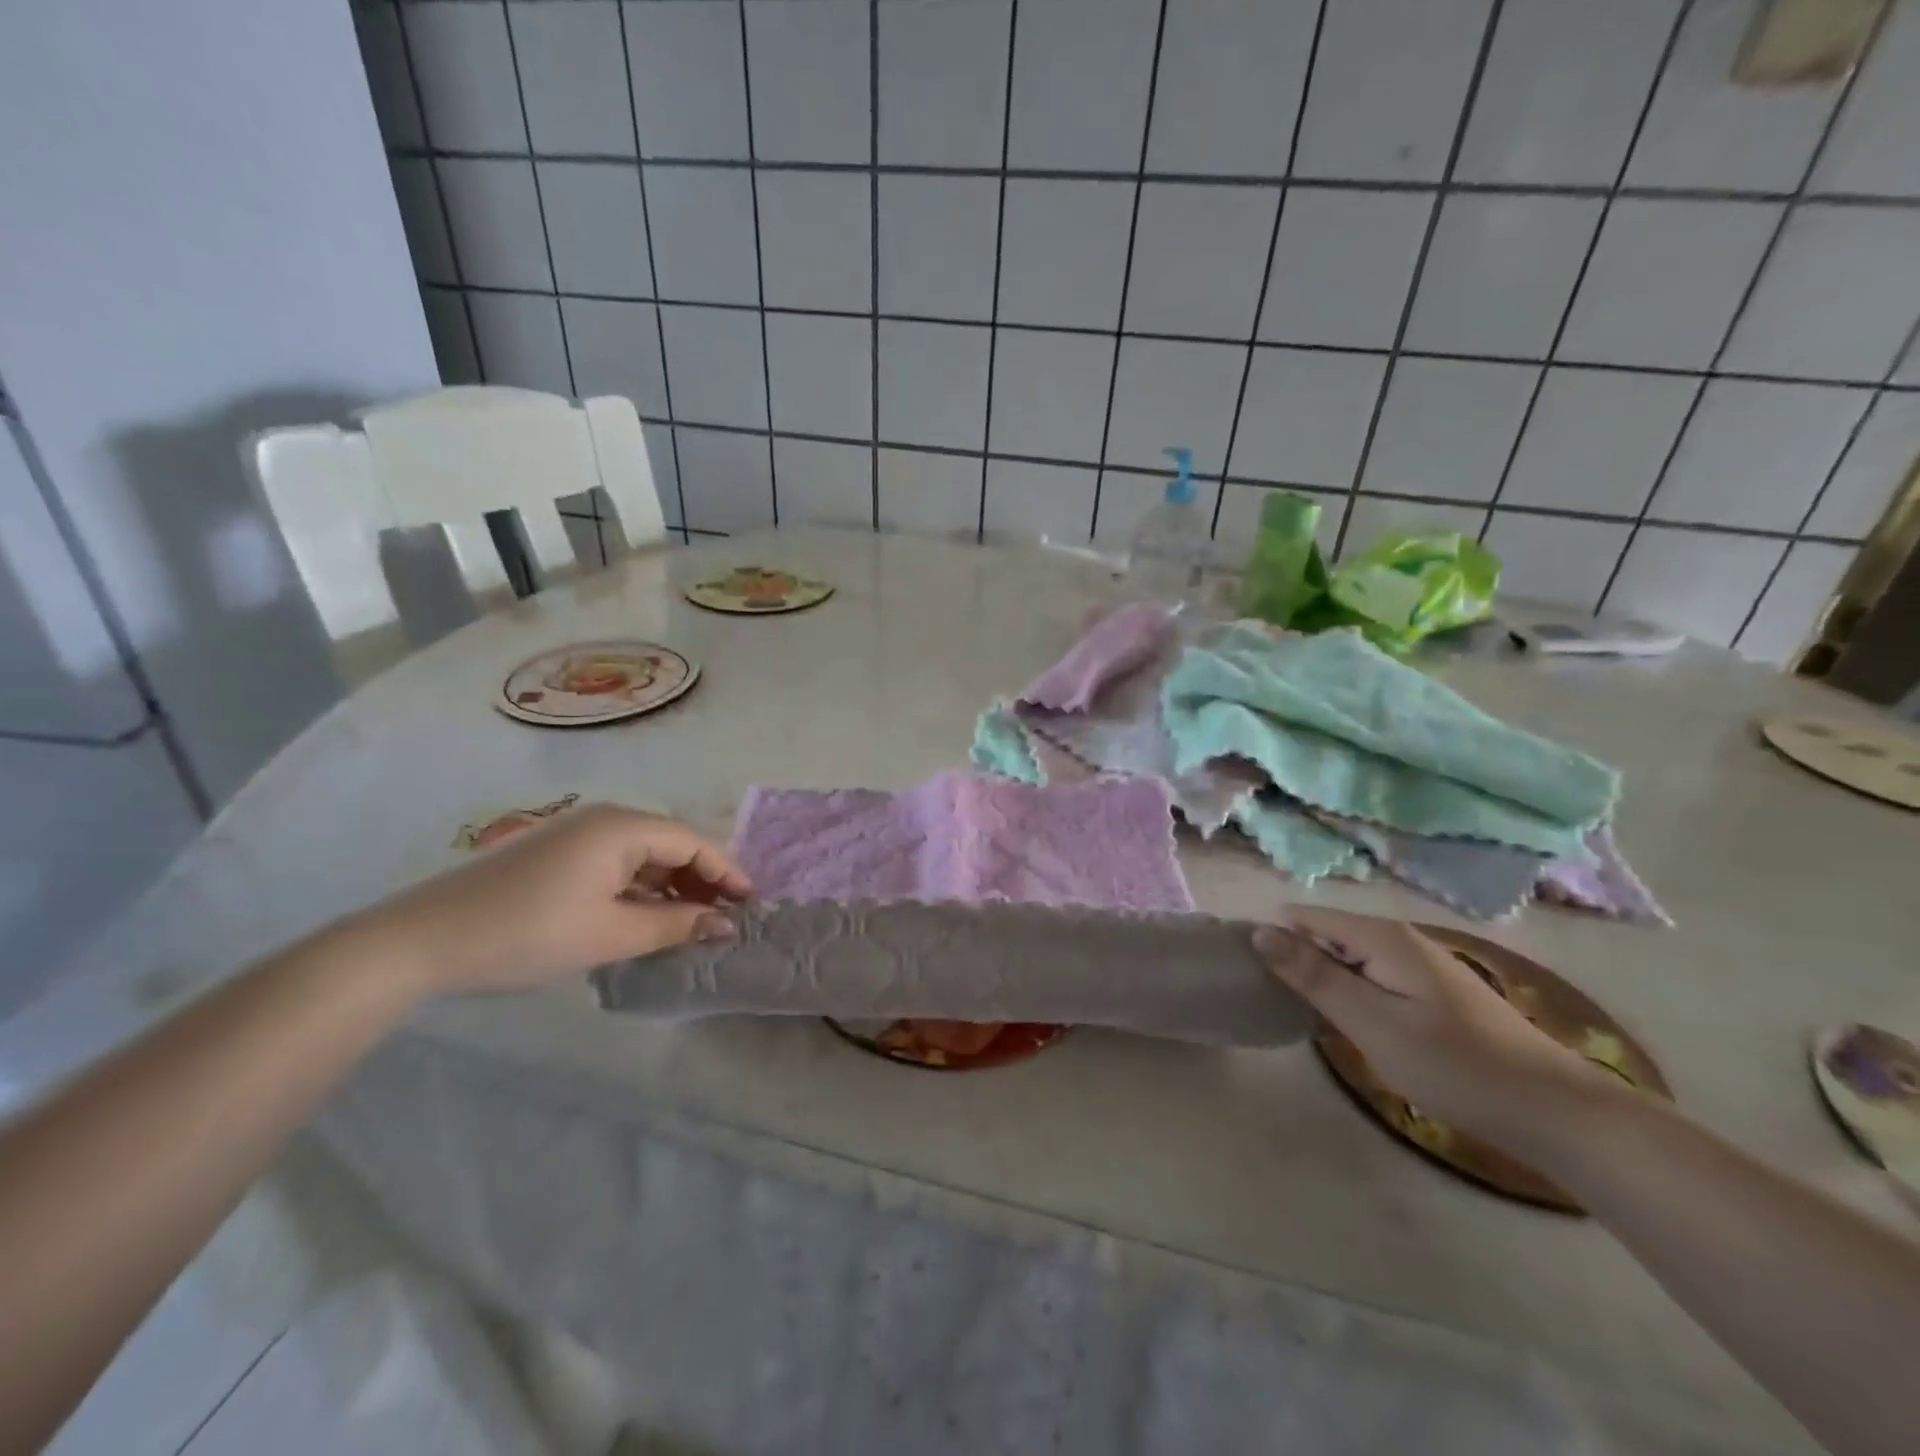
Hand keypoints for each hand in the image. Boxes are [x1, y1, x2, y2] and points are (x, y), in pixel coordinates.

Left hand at [346, 805, 750, 996]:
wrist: (420, 941)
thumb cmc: (528, 933)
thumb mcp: (611, 934)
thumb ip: (675, 925)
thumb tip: (725, 925)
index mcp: (622, 827)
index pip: (693, 842)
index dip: (726, 873)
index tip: (751, 906)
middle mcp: (604, 819)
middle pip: (670, 843)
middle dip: (701, 880)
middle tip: (723, 919)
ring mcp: (576, 834)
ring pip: (643, 855)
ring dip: (671, 886)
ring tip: (690, 923)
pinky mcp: (556, 854)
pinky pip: (616, 863)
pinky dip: (640, 888)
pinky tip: (645, 917)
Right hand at [1255, 908, 1617, 1152]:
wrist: (1556, 1111)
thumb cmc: (1455, 1066)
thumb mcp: (1372, 1022)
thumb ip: (1313, 975)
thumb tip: (1259, 931)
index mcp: (1381, 936)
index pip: (1304, 917)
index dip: (1272, 939)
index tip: (1249, 975)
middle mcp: (1398, 938)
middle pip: (1325, 934)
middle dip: (1296, 960)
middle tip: (1277, 1005)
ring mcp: (1419, 963)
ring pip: (1349, 957)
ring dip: (1323, 980)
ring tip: (1303, 1016)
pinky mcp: (1432, 990)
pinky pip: (1372, 976)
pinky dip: (1352, 993)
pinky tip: (1350, 1026)